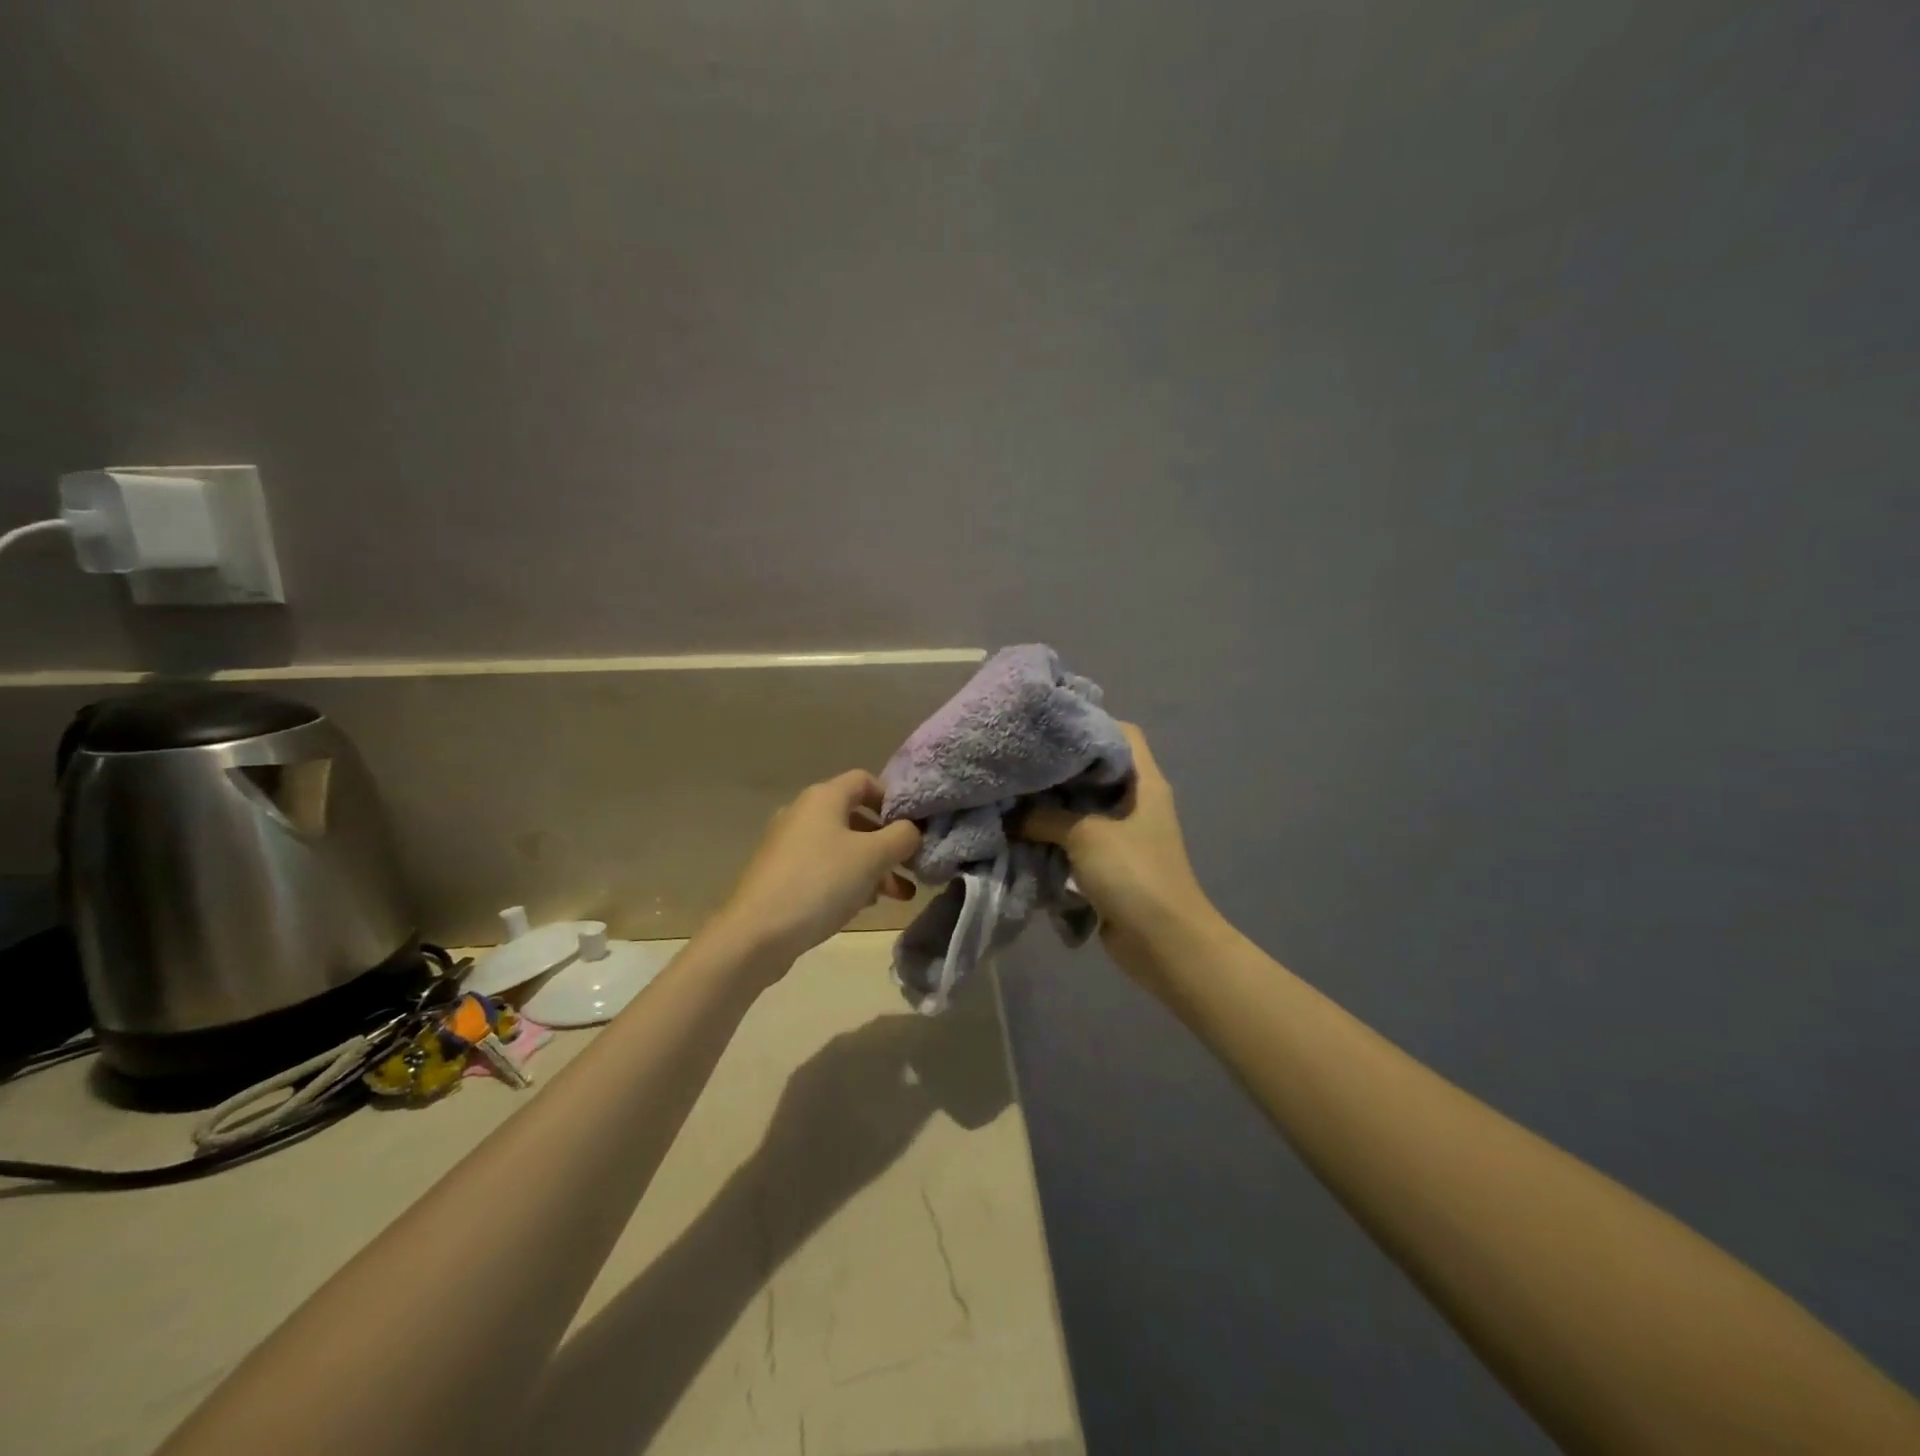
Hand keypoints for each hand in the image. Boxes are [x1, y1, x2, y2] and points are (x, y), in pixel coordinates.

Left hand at [712, 771, 921, 970]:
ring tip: (899, 895)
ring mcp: (789, 846)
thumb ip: (902, 837)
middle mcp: (803, 813)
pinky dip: (849, 880)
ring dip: (874, 867)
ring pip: (843, 848)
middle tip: (911, 866)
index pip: (865, 780)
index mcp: (823, 797)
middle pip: (856, 818)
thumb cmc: (820, 883)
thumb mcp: (873, 857)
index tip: (913, 826)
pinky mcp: (782, 876)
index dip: (893, 799)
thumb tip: (912, 830)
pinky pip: (824, 869)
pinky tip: (865, 906)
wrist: (756, 933)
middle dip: (888, 843)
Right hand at [1017, 724, 1215, 959]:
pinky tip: (1021, 832)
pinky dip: (1053, 837)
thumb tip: (1009, 812)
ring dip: (1050, 807)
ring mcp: (1123, 835)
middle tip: (1017, 761)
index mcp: (1144, 782)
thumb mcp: (1086, 836)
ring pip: (1081, 808)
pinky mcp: (1109, 864)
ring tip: (1011, 794)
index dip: (1089, 723)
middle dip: (1058, 768)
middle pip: (1094, 771)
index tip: (1048, 727)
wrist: (1163, 943)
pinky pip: (1077, 841)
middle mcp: (1135, 802)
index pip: (1121, 734)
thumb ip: (1044, 817)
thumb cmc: (1134, 875)